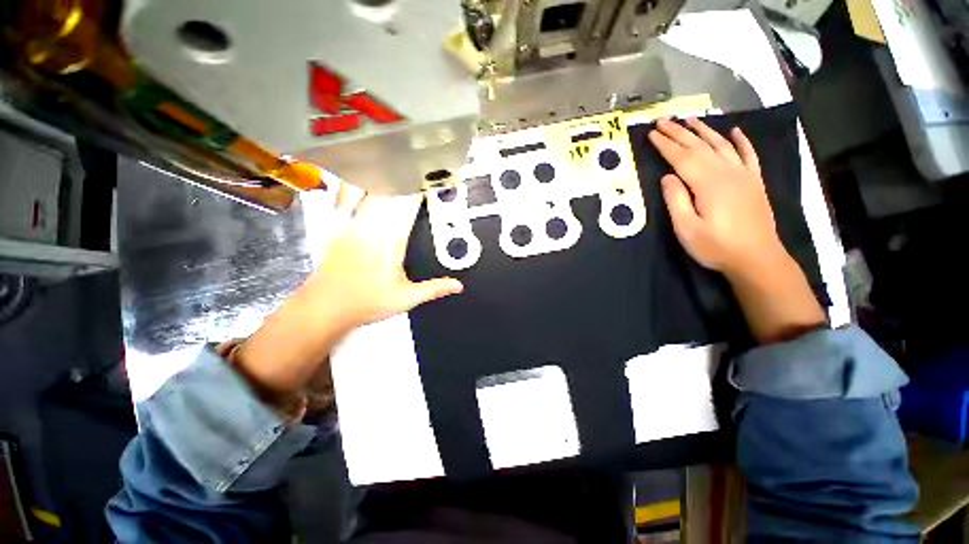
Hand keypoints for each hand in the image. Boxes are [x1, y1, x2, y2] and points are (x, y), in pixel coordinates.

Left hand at [236, 188, 462, 398]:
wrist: (329, 304)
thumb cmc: (364, 301)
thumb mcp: (405, 298)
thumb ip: (433, 289)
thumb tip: (456, 285)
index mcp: (393, 238)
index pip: (411, 203)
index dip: (422, 187)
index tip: (431, 178)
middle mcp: (373, 224)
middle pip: (391, 190)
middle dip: (404, 177)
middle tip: (413, 168)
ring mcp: (353, 222)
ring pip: (369, 189)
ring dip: (380, 177)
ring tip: (390, 166)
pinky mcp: (337, 224)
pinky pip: (344, 197)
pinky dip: (351, 184)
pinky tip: (354, 176)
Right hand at [648, 117, 786, 277]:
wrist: (758, 259)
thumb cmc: (720, 248)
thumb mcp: (689, 233)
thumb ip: (676, 202)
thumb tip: (668, 177)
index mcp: (705, 181)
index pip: (680, 156)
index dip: (665, 143)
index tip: (651, 133)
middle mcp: (723, 169)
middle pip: (697, 144)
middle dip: (678, 131)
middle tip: (662, 120)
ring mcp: (741, 172)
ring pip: (720, 143)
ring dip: (704, 129)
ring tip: (689, 119)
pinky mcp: (755, 180)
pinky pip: (749, 154)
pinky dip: (742, 141)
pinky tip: (735, 131)